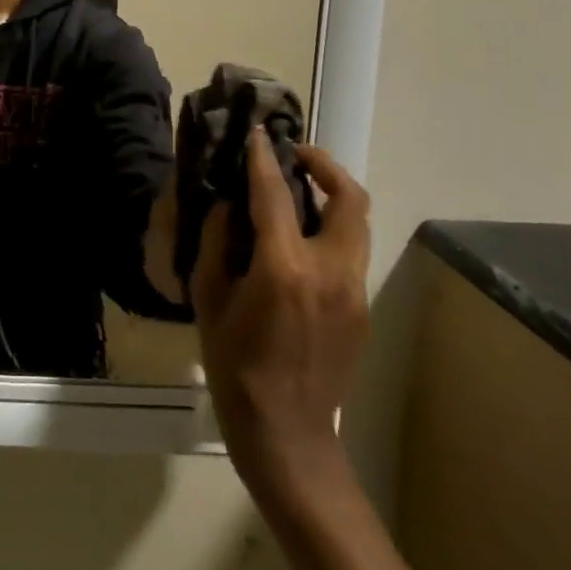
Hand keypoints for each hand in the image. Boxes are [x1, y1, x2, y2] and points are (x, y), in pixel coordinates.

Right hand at [193, 131, 371, 492]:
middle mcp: (330, 270)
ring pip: (356, 224)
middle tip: (294, 156)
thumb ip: (215, 244)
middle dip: (324, 166)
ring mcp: (354, 291)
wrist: (288, 435)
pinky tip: (298, 242)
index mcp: (284, 267)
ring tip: (299, 190)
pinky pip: (349, 252)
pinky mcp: (362, 309)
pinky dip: (329, 230)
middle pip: (348, 199)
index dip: (263, 158)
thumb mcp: (208, 300)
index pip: (274, 194)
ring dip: (332, 196)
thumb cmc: (234, 367)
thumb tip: (225, 207)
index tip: (257, 134)